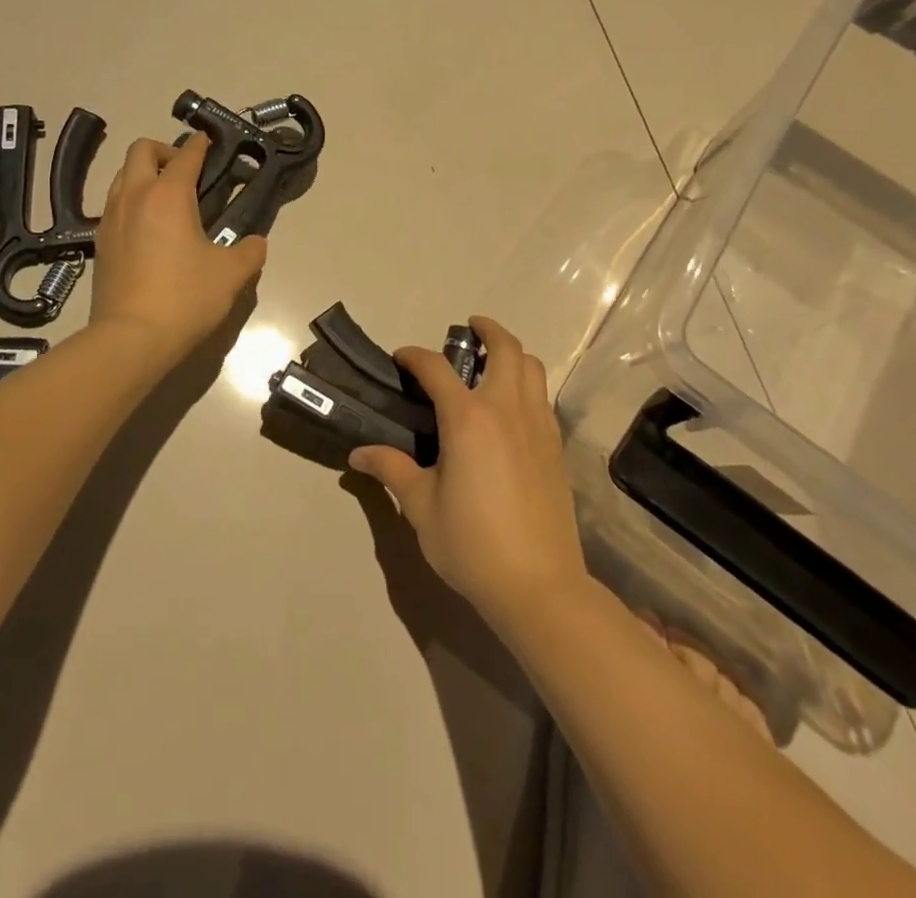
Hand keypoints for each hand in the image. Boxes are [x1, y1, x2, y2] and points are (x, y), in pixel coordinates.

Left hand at [89, 135, 266, 365]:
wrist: (130, 339)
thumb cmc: (184, 298)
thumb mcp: (230, 274)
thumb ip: (249, 252)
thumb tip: (255, 243)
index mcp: (168, 195)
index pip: (186, 155)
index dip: (201, 145)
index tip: (211, 142)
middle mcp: (134, 197)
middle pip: (141, 150)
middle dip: (165, 151)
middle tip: (186, 172)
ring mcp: (110, 219)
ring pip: (122, 175)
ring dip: (143, 174)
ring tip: (167, 198)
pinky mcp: (99, 243)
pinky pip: (114, 205)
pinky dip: (131, 201)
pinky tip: (148, 228)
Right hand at [348, 317, 588, 635]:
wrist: (539, 586)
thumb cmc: (472, 544)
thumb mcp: (421, 507)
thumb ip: (392, 470)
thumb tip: (359, 453)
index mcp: (468, 419)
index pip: (436, 368)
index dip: (414, 356)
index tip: (401, 359)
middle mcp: (506, 410)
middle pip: (505, 349)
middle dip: (486, 330)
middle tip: (469, 329)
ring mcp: (538, 426)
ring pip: (532, 367)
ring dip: (512, 353)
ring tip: (492, 362)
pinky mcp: (556, 447)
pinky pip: (542, 397)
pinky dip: (527, 384)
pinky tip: (511, 407)